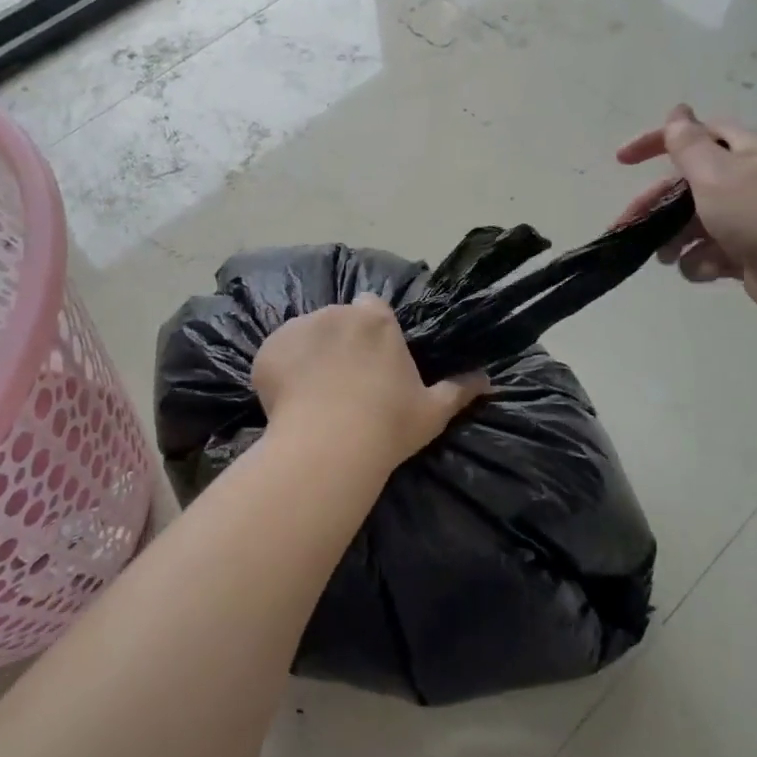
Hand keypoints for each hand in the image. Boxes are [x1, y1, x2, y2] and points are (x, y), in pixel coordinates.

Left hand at [252, 296, 489, 472]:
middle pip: (338, 320)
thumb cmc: (386, 426)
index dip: (372, 330)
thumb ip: (460, 390)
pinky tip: (289, 401)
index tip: (373, 358)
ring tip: (313, 395)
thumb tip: (488, 380)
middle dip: (340, 342)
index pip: (373, 308)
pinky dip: (280, 370)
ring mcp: (298, 329)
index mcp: (376, 321)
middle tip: (344, 382)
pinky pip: (276, 354)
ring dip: (309, 354)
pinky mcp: (268, 350)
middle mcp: (337, 314)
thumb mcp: (432, 411)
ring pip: (305, 335)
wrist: (328, 448)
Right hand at [616, 105, 756, 326]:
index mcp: (746, 153)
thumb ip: (688, 145)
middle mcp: (748, 182)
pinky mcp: (749, 254)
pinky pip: (711, 252)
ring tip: (664, 256)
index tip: (622, 161)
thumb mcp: (717, 173)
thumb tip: (677, 112)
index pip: (696, 136)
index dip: (658, 142)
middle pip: (688, 186)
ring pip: (695, 223)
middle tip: (626, 224)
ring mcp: (749, 220)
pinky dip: (701, 261)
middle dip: (655, 205)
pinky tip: (702, 270)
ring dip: (674, 238)